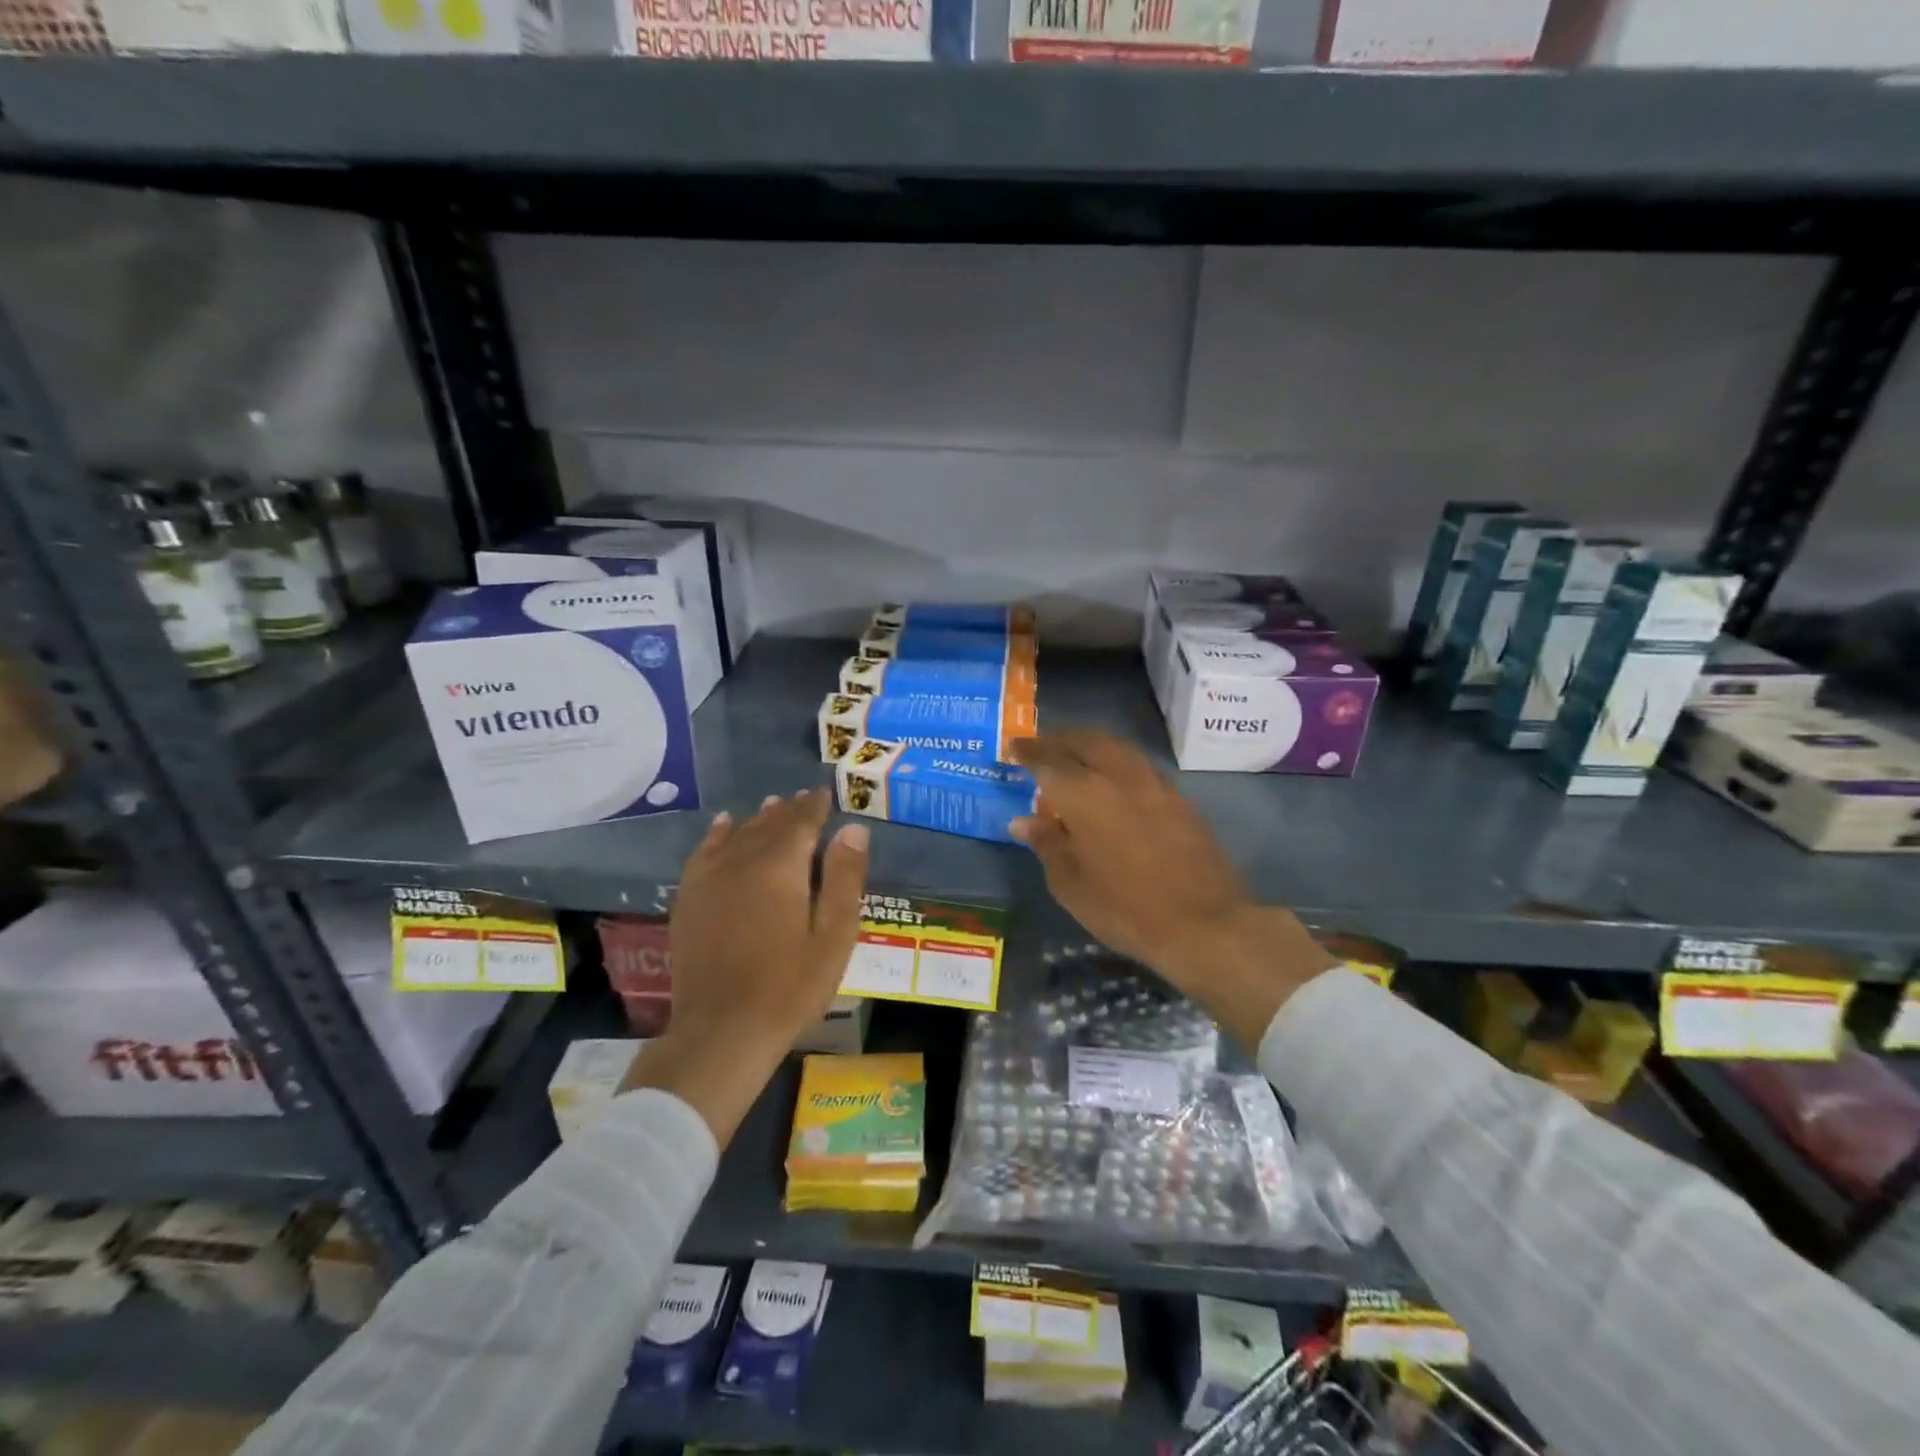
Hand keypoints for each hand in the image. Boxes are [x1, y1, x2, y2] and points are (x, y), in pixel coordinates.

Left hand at [623, 789, 868, 1143]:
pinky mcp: (689, 898)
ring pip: (738, 834)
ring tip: (773, 805)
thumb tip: (854, 829)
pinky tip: (726, 825)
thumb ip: (843, 879)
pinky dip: (718, 833)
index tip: (827, 793)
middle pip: (769, 824)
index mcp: (781, 867)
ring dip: (759, 818)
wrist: (723, 1031)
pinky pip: (705, 851)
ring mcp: (710, 878)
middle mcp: (742, 861)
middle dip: (790, 809)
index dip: (816, 806)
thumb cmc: (790, 987)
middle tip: (806, 799)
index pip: (801, 822)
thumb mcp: (833, 937)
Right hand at [1009, 730, 1334, 1048]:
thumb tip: (1023, 821)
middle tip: (1042, 746)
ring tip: (1076, 757)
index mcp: (1084, 794)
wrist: (1204, 924)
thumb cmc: (1125, 909)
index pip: (1048, 760)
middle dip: (1060, 739)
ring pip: (1117, 748)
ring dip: (1091, 745)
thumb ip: (1046, 844)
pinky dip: (1117, 762)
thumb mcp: (1071, 885)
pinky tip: (1113, 782)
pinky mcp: (1179, 799)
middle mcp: (1119, 776)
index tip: (1013, 747)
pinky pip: (1139, 766)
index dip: (1028, 751)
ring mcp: (1154, 784)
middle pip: (1086, 741)